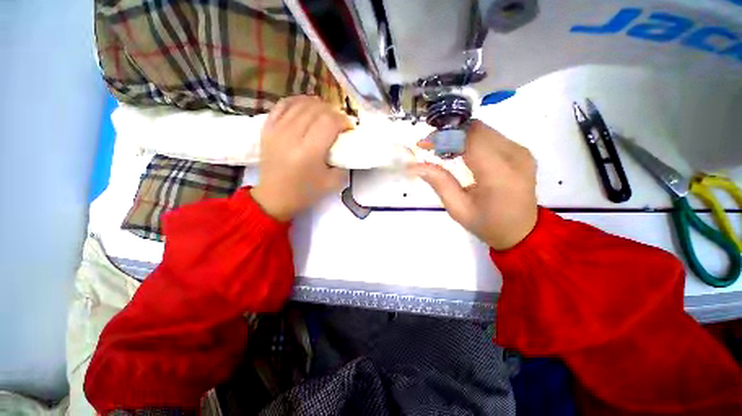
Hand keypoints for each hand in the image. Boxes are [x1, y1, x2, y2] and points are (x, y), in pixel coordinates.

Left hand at [251, 96, 352, 220]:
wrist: (275, 197)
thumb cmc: (305, 192)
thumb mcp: (333, 183)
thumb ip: (343, 162)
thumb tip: (346, 145)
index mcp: (309, 151)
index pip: (329, 122)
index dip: (343, 121)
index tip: (349, 129)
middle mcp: (291, 135)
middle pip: (316, 109)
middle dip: (333, 113)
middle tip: (339, 123)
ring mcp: (276, 129)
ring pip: (301, 103)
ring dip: (318, 105)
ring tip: (326, 115)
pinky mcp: (267, 128)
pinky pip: (283, 104)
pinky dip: (298, 102)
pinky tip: (306, 107)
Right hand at [409, 120, 537, 249]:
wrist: (521, 231)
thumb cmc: (486, 224)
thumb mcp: (458, 208)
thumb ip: (439, 183)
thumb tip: (415, 166)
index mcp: (499, 174)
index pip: (470, 139)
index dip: (445, 136)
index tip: (424, 143)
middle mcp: (515, 156)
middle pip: (477, 129)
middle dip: (450, 133)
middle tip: (431, 146)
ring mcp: (521, 152)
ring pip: (484, 130)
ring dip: (460, 136)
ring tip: (443, 151)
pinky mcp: (521, 151)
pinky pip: (491, 136)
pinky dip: (471, 140)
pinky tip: (460, 153)